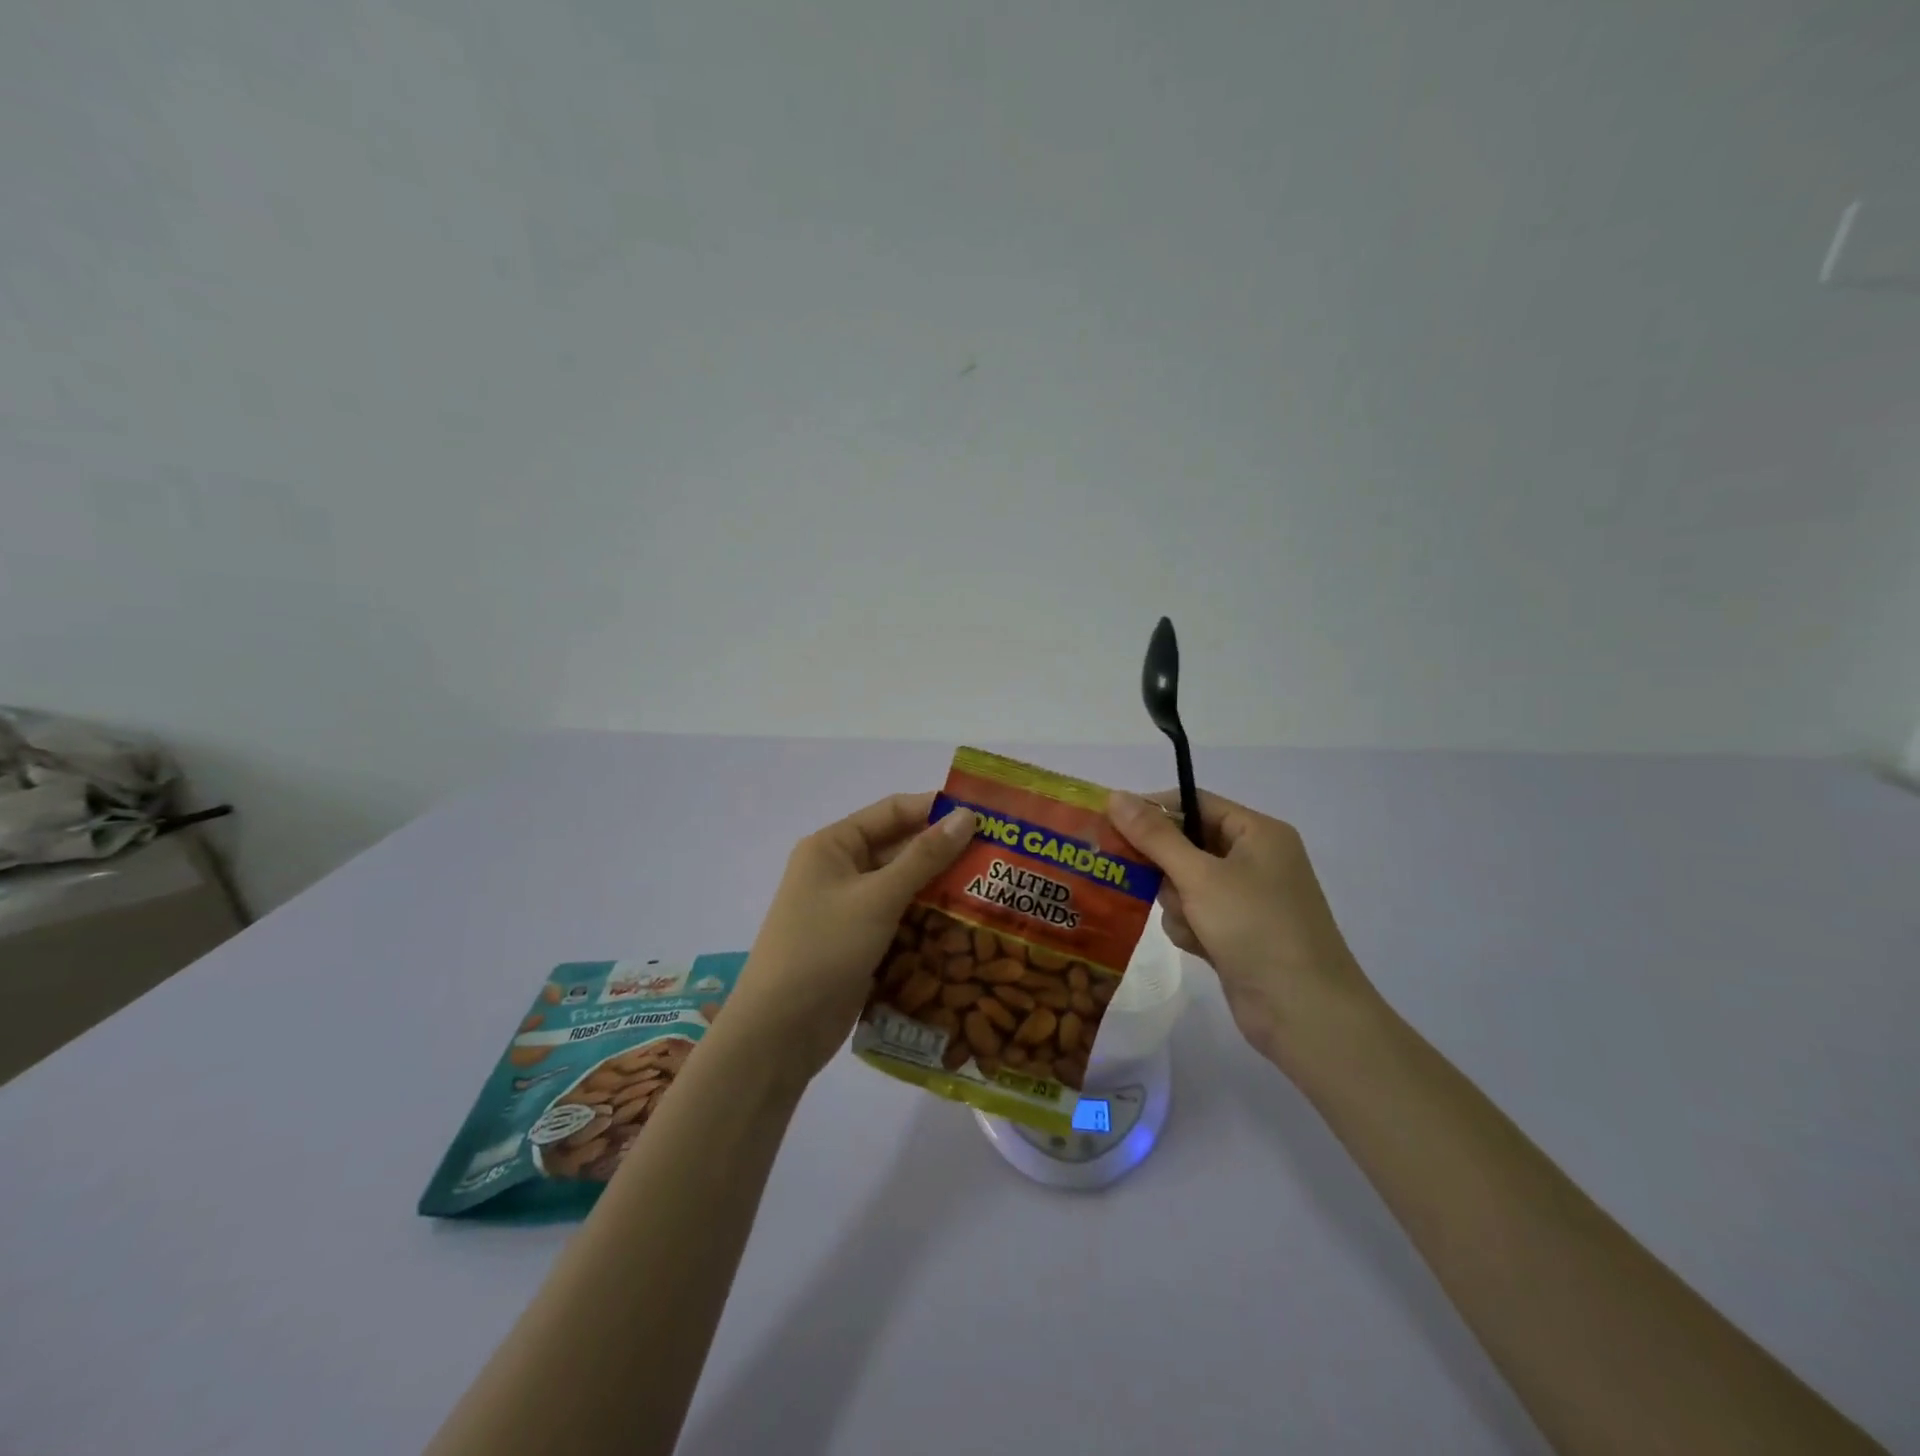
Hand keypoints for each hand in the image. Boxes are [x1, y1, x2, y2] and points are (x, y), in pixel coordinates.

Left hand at [719, 793, 975, 1082]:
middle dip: (945, 853)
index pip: (892, 811)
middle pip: (900, 849)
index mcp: (834, 846)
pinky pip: (900, 920)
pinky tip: (968, 927)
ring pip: (904, 887)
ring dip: (941, 890)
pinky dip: (928, 921)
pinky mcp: (859, 943)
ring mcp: (849, 909)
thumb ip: (924, 857)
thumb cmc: (824, 950)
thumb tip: (967, 815)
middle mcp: (840, 870)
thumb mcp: (877, 898)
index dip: (936, 810)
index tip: (986, 817)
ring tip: (993, 891)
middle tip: (999, 859)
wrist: (779, 1032)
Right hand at [1106, 789, 1374, 1065]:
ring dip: (1178, 903)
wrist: (1304, 1013)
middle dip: (1165, 867)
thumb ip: (1154, 835)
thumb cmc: (1256, 928)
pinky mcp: (1237, 932)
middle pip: (1186, 843)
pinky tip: (1199, 946)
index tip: (1114, 824)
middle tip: (1137, 877)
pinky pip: (1196, 913)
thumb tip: (1115, 795)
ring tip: (1192, 924)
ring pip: (1185, 882)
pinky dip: (1190, 927)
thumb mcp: (1200, 876)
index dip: (1154, 810)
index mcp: (1257, 832)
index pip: (1195, 802)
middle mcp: (1254, 859)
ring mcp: (1247, 898)